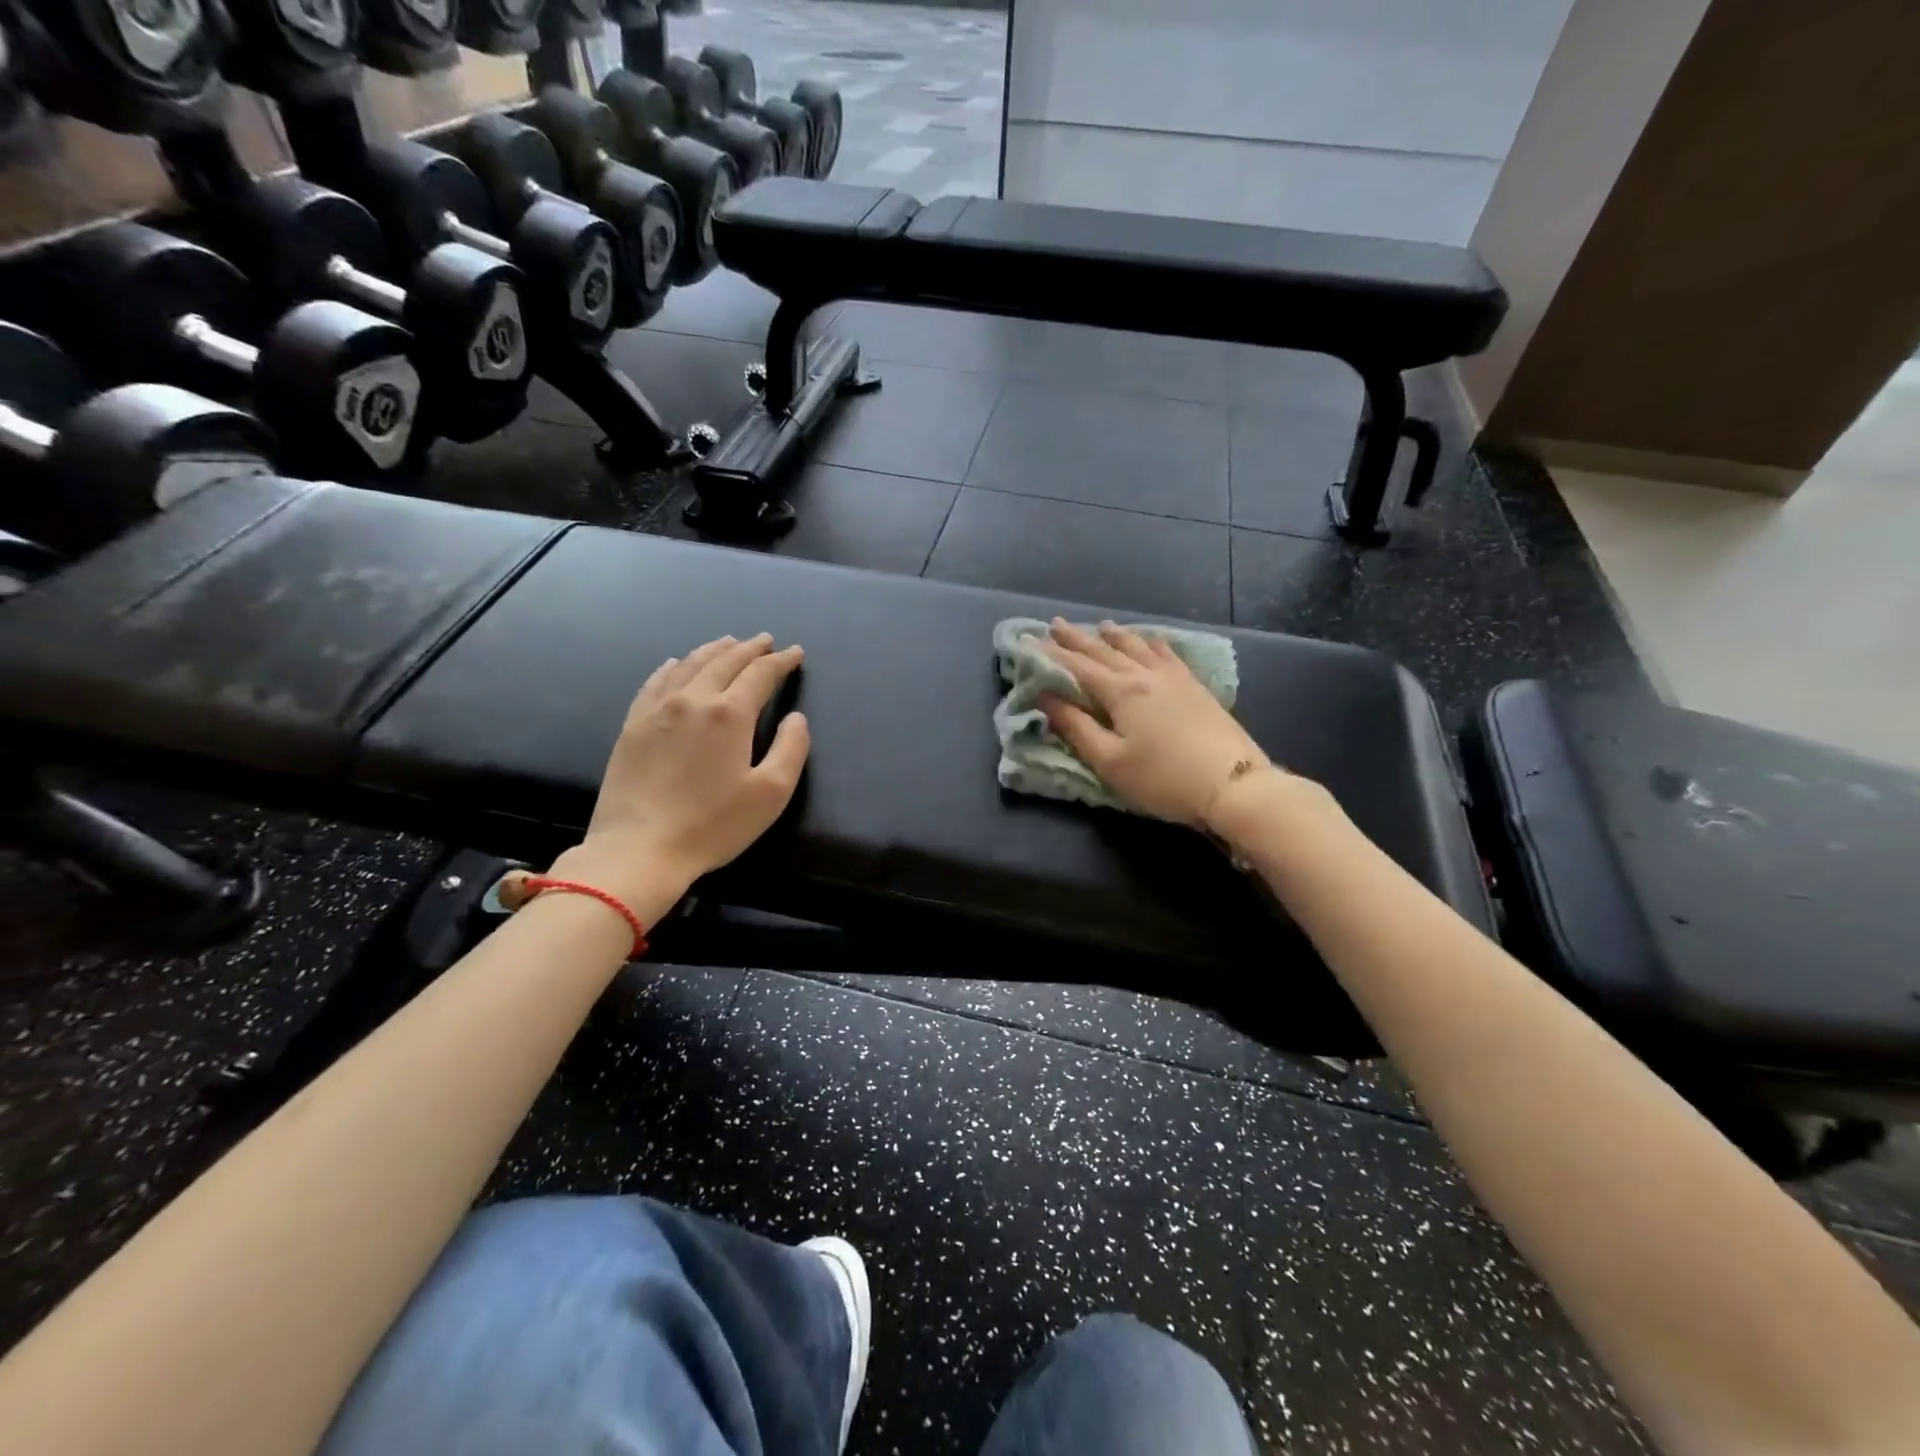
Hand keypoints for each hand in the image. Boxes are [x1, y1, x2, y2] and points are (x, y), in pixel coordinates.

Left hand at [530, 635, 809, 911]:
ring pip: (689, 665)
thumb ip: (792, 748)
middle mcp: (693, 699)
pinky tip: (675, 664)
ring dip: (714, 650)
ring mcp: (657, 710)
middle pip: (725, 661)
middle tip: (766, 641)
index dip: (781, 661)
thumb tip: (796, 718)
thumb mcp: (771, 794)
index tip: (795, 653)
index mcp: (730, 714)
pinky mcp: (633, 725)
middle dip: (750, 648)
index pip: (761, 674)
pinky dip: (673, 667)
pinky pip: (655, 682)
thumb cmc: (713, 825)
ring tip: (728, 643)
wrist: (639, 849)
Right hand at [1039, 619, 1274, 826]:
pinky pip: (1168, 654)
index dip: (1050, 654)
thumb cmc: (1163, 779)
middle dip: (1078, 639)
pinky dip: (1152, 643)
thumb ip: (1076, 728)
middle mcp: (1145, 675)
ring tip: (1101, 626)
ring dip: (1115, 635)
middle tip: (1056, 624)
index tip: (1028, 640)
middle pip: (1105, 651)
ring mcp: (1175, 678)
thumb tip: (1045, 697)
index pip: (1077, 667)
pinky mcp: (1196, 688)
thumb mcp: (1110, 761)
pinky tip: (1152, 641)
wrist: (1233, 784)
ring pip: (1138, 646)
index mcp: (1121, 691)